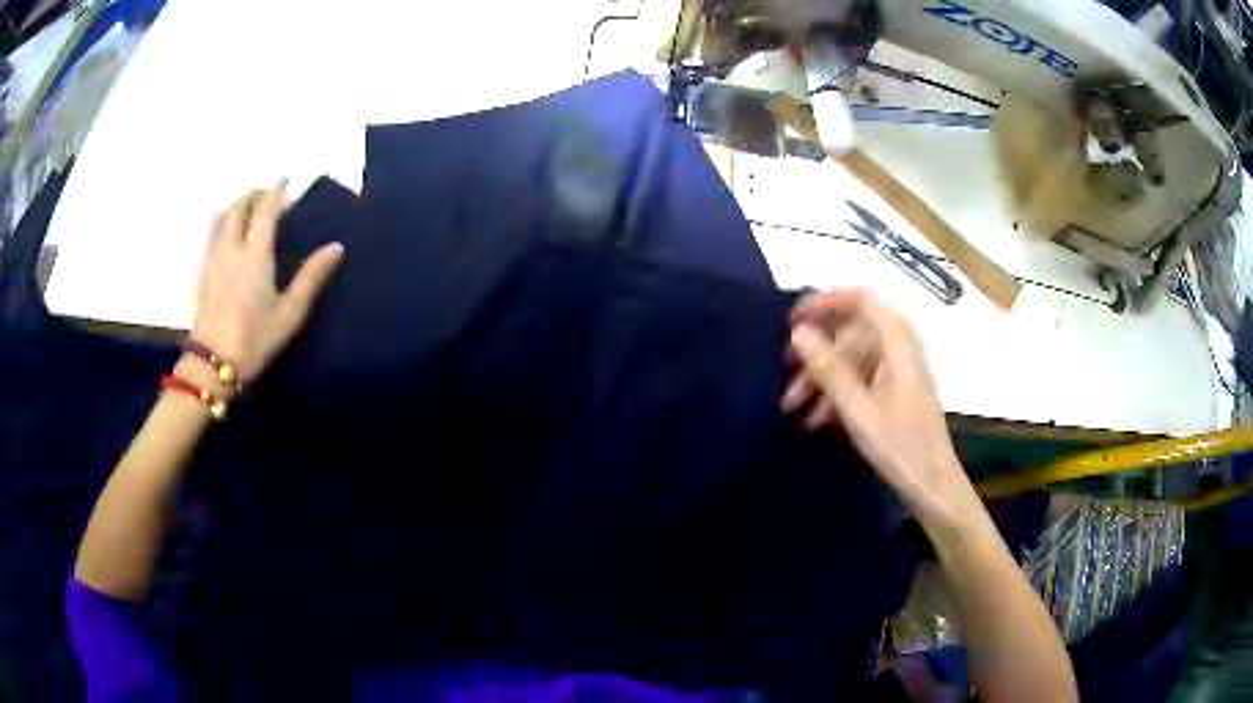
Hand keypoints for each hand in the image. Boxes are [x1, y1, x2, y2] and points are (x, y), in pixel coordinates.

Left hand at [192, 181, 343, 383]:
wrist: (213, 365)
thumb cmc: (255, 340)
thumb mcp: (290, 313)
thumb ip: (311, 277)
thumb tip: (336, 247)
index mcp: (255, 255)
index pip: (265, 210)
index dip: (276, 191)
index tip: (286, 179)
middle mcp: (231, 248)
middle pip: (239, 207)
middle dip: (254, 194)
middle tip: (268, 195)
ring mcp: (213, 259)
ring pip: (221, 217)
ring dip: (236, 205)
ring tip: (247, 209)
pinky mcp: (202, 273)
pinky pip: (211, 234)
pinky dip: (223, 222)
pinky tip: (228, 234)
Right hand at [782, 289, 973, 518]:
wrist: (933, 485)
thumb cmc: (900, 447)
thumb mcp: (858, 410)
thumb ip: (829, 368)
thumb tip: (799, 332)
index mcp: (897, 343)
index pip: (861, 299)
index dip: (826, 301)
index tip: (794, 318)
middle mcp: (901, 348)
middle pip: (853, 332)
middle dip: (818, 351)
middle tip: (786, 370)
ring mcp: (901, 369)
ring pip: (855, 358)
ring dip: (824, 378)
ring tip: (794, 407)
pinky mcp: (899, 389)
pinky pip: (864, 377)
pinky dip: (839, 392)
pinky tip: (818, 418)